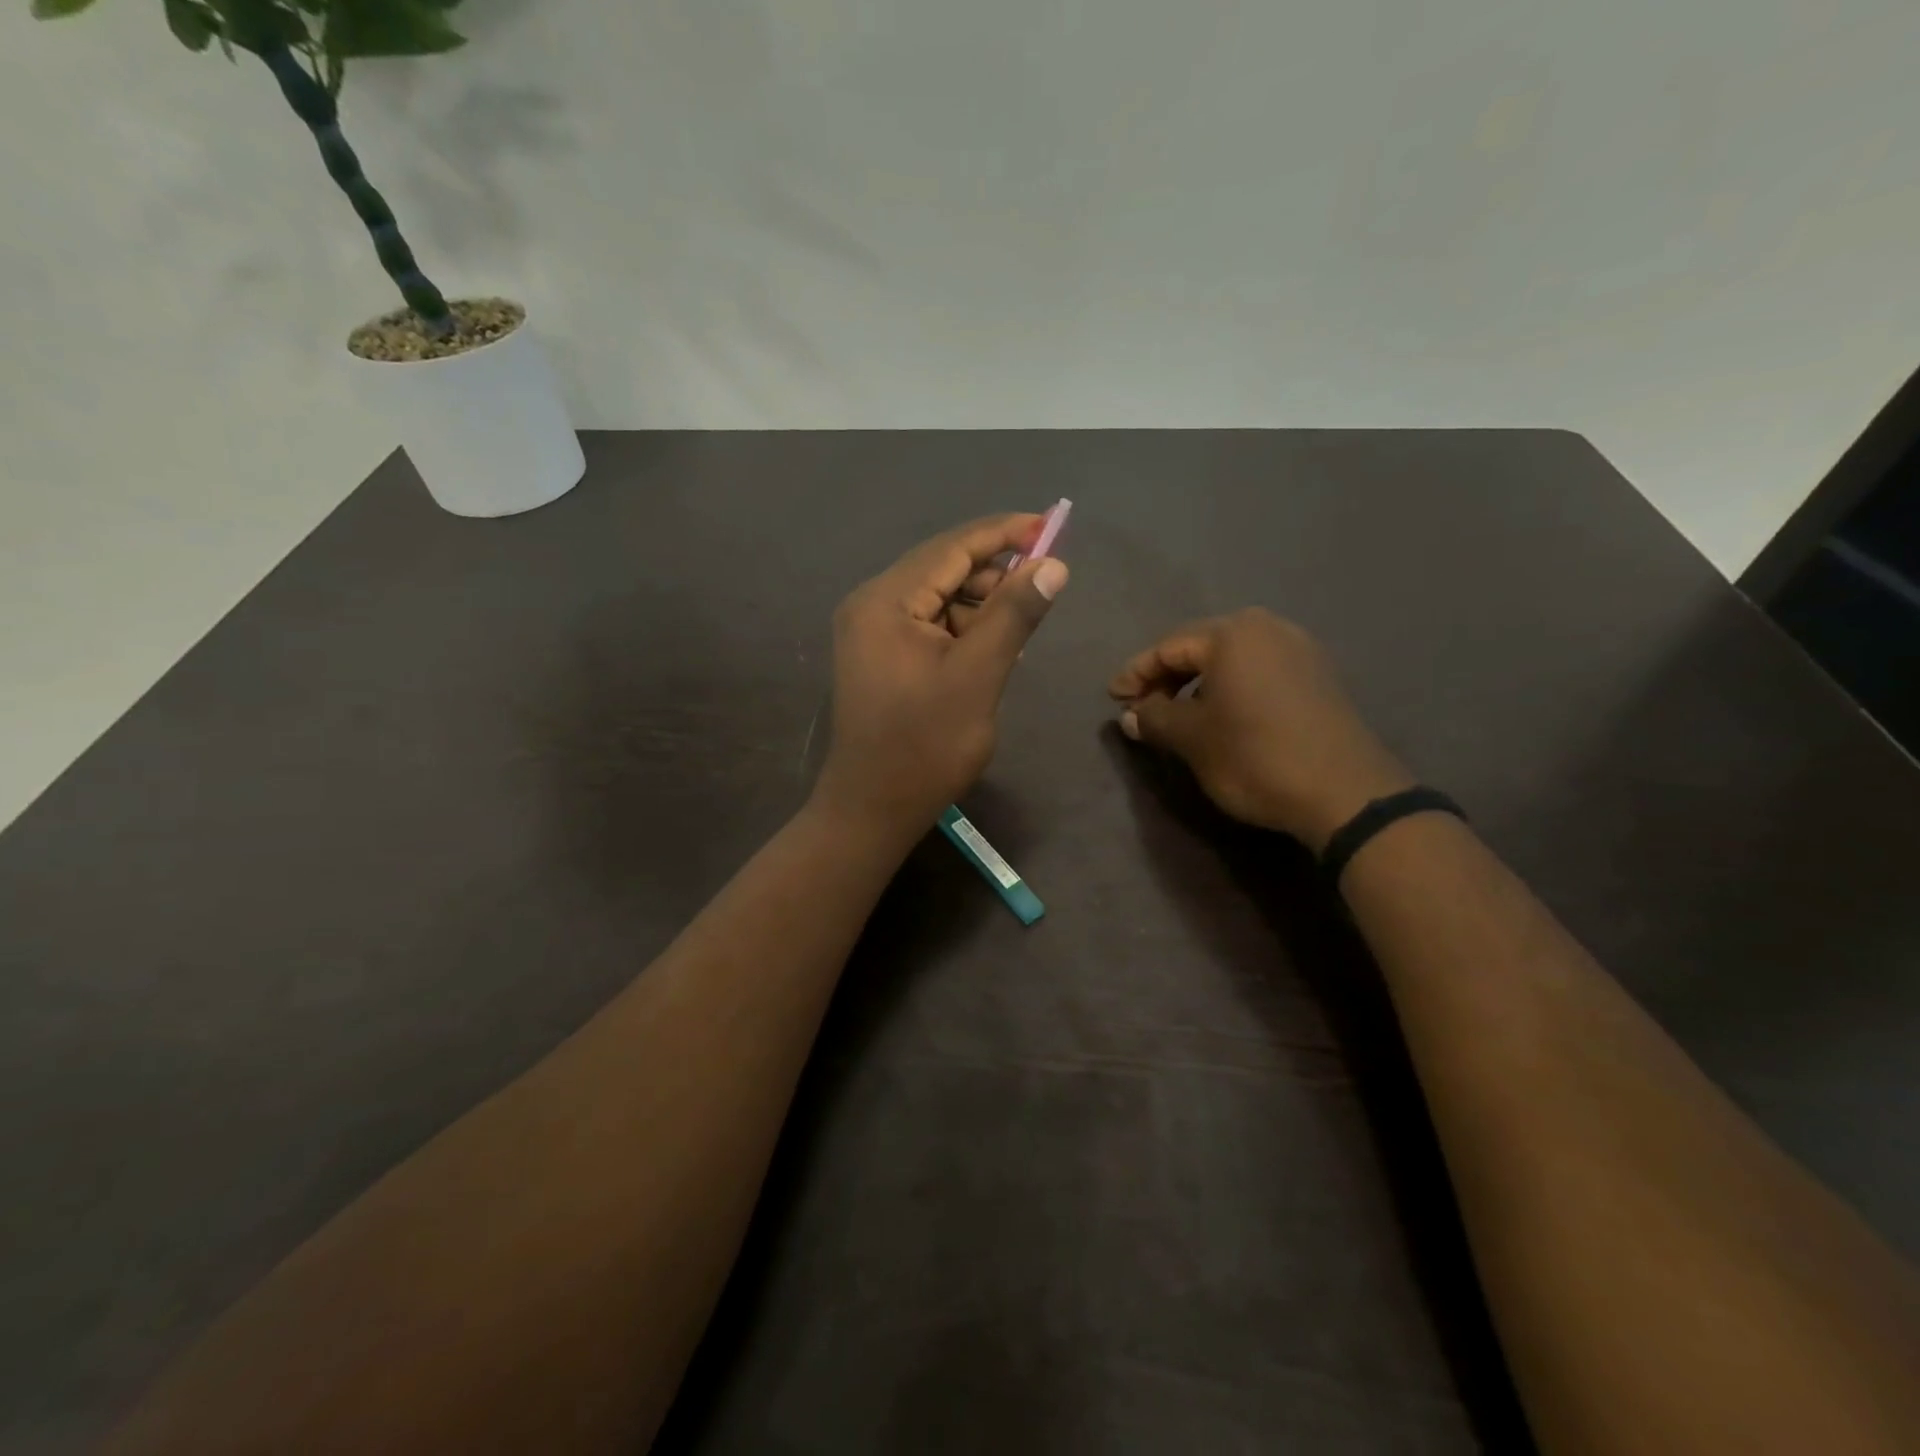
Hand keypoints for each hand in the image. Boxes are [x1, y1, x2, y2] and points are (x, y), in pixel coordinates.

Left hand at [813, 515, 1069, 843]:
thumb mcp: (978, 676)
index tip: (1049, 526)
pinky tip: (991, 650)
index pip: (951, 548)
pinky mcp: (879, 656)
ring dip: (980, 606)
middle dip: (994, 574)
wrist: (873, 809)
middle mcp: (871, 605)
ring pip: (938, 599)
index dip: (1003, 534)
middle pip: (942, 568)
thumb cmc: (925, 745)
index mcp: (885, 601)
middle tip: (1042, 587)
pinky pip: (928, 625)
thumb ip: (1014, 614)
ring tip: (1019, 631)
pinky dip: (962, 630)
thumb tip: (1052, 564)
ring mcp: (871, 631)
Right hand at [1108, 609, 1412, 849]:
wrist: (1345, 793)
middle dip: (1167, 676)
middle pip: (1200, 646)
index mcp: (1232, 634)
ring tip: (1178, 713)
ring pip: (1231, 658)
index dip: (1136, 674)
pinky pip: (1259, 669)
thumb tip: (1131, 715)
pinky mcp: (1318, 674)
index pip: (1168, 647)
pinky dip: (1231, 686)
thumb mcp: (1192, 739)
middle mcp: (1267, 628)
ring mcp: (1299, 649)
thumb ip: (1155, 718)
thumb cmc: (1255, 757)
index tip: (1114, 699)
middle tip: (1143, 706)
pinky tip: (1221, 713)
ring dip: (1198, 682)